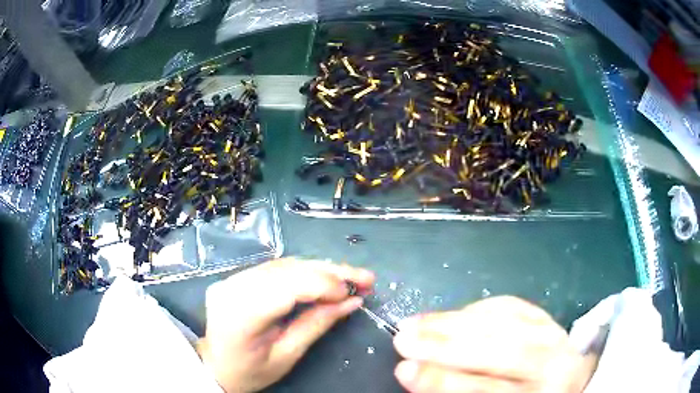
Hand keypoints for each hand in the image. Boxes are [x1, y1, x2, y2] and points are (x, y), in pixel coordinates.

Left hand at [196, 258, 374, 392]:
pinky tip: (325, 277)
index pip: (286, 287)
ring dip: (321, 268)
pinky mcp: (236, 277)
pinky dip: (304, 271)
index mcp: (240, 315)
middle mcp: (232, 288)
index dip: (324, 284)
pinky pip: (275, 268)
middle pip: (287, 270)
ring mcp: (231, 279)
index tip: (356, 291)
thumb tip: (352, 301)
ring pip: (284, 264)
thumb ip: (317, 324)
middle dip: (330, 272)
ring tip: (350, 277)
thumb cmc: (249, 372)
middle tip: (365, 277)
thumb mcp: (287, 356)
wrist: (215, 366)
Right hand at [393, 296, 597, 392]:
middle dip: (446, 345)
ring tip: (415, 323)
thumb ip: (460, 392)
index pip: (488, 388)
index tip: (404, 370)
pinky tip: (451, 315)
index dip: (444, 381)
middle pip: (500, 350)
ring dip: (454, 321)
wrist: (565, 381)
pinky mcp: (545, 314)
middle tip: (403, 339)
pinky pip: (510, 306)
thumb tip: (415, 373)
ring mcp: (552, 332)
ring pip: (504, 322)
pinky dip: (478, 309)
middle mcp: (551, 362)